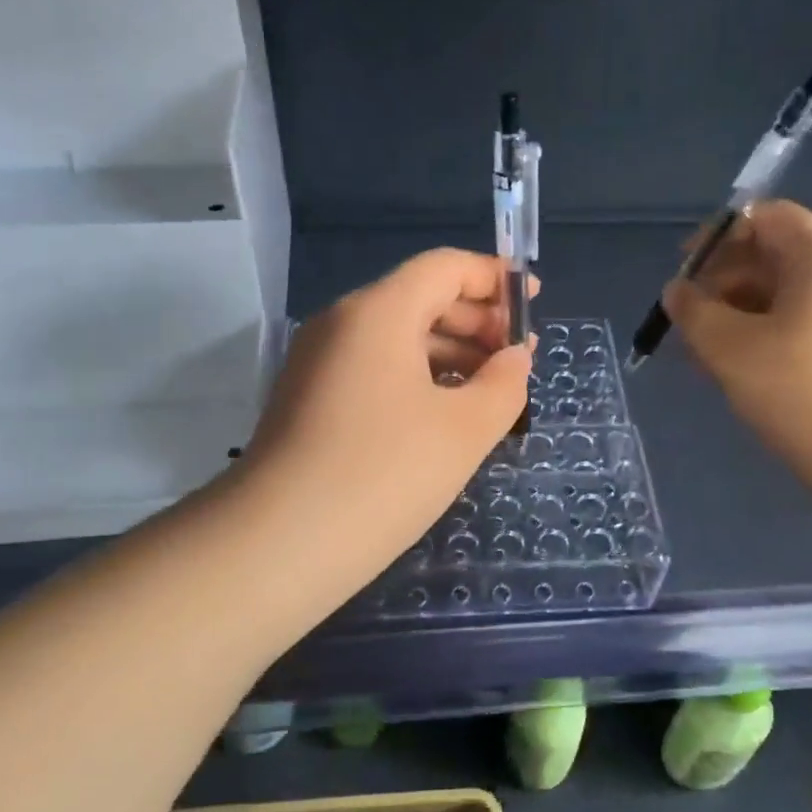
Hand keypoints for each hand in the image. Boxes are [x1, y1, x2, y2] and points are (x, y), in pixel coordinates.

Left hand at [244, 249, 534, 580]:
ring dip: (449, 351)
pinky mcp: (309, 398)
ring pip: (396, 336)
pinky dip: (417, 376)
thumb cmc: (384, 474)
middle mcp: (342, 323)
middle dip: (476, 319)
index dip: (495, 277)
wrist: (278, 544)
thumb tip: (514, 358)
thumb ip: (504, 384)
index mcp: (378, 312)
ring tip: (490, 388)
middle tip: (517, 357)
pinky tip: (443, 413)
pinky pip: (374, 367)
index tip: (532, 300)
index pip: (444, 267)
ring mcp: (319, 361)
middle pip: (420, 298)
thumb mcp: (464, 430)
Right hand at [662, 200, 811, 496]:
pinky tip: (750, 374)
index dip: (719, 235)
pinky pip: (811, 325)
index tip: (685, 271)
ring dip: (743, 314)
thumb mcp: (729, 348)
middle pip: (778, 256)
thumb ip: (693, 311)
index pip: (768, 216)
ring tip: (711, 356)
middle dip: (725, 282)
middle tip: (691, 322)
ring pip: (791, 297)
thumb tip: (678, 291)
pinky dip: (772, 336)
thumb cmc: (801, 392)